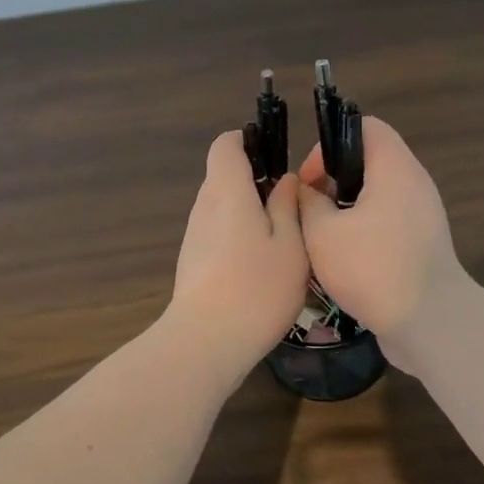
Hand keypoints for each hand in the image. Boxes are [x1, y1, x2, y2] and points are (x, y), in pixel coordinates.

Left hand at [168, 131, 310, 377]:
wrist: (206, 342)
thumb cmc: (257, 288)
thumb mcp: (290, 245)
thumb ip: (287, 206)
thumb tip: (284, 180)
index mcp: (227, 191)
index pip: (225, 145)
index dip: (248, 141)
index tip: (276, 157)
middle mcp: (204, 206)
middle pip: (224, 176)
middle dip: (256, 182)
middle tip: (291, 206)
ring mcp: (194, 236)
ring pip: (222, 208)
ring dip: (249, 214)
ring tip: (282, 240)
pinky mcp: (192, 262)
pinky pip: (217, 233)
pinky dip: (238, 237)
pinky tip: (261, 267)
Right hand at [297, 117, 468, 367]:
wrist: (430, 322)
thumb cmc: (373, 268)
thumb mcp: (323, 233)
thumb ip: (309, 203)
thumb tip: (308, 191)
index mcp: (395, 168)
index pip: (365, 126)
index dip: (330, 143)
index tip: (309, 180)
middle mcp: (414, 184)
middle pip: (370, 161)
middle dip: (334, 181)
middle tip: (310, 211)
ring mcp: (423, 215)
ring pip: (377, 195)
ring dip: (346, 210)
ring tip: (321, 237)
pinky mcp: (423, 244)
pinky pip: (388, 222)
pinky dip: (364, 231)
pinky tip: (342, 260)